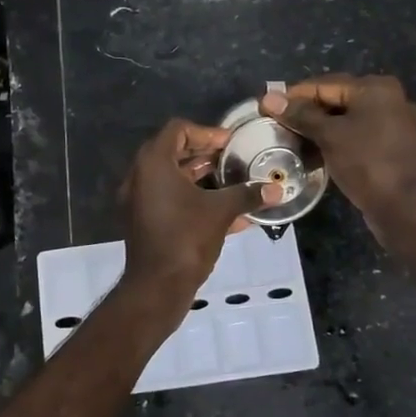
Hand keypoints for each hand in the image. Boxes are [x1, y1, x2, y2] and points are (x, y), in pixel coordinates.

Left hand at [119, 120, 281, 296]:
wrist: (157, 286)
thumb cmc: (187, 238)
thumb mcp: (221, 211)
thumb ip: (248, 195)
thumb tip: (277, 189)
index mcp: (154, 164)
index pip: (178, 130)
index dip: (207, 132)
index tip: (230, 143)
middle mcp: (140, 177)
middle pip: (172, 152)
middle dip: (204, 154)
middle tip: (231, 159)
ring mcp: (138, 200)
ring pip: (170, 178)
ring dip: (199, 177)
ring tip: (231, 181)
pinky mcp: (142, 221)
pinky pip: (168, 199)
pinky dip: (192, 198)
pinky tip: (224, 212)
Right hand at [259, 74, 415, 228]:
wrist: (405, 207)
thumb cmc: (366, 163)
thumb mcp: (329, 136)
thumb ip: (300, 115)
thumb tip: (269, 97)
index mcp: (375, 88)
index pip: (324, 84)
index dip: (293, 96)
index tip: (266, 107)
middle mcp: (388, 99)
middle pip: (337, 100)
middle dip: (306, 113)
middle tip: (276, 126)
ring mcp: (394, 124)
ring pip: (347, 120)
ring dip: (319, 129)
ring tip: (291, 140)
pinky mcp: (392, 147)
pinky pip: (357, 136)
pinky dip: (336, 141)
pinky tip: (315, 153)